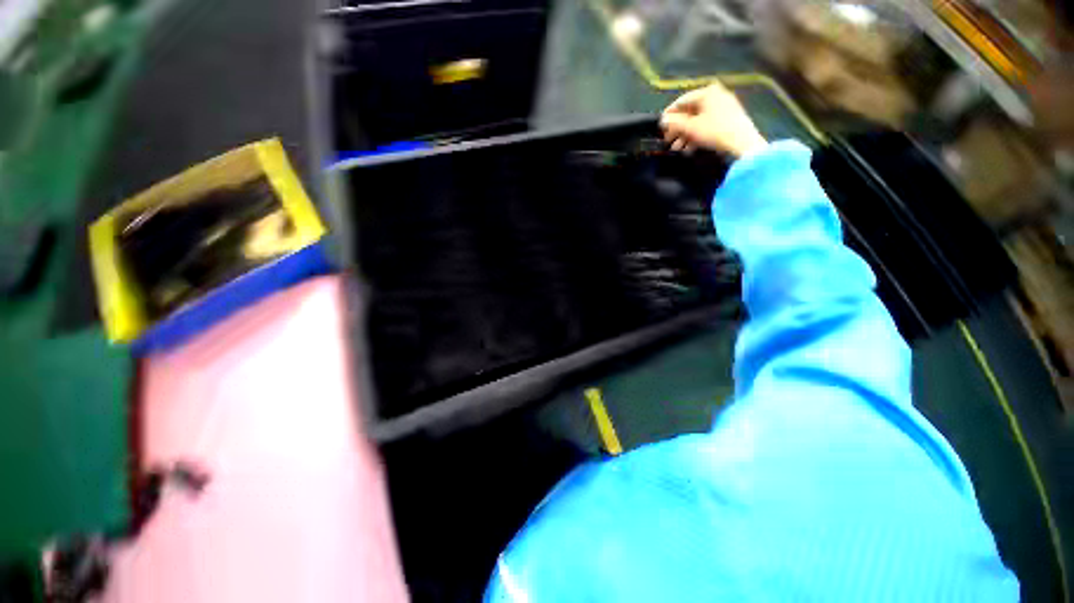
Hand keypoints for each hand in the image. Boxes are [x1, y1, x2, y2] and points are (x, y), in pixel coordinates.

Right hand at [660, 83, 767, 157]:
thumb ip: (674, 123)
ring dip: (685, 136)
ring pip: (698, 121)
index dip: (669, 115)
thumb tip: (662, 120)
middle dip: (677, 129)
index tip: (660, 128)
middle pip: (689, 112)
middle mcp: (715, 96)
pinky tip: (689, 148)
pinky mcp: (728, 119)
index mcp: (706, 92)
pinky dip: (696, 136)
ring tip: (677, 149)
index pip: (681, 101)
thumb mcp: (690, 128)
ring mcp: (723, 107)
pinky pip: (707, 125)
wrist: (742, 142)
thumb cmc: (714, 131)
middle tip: (668, 142)